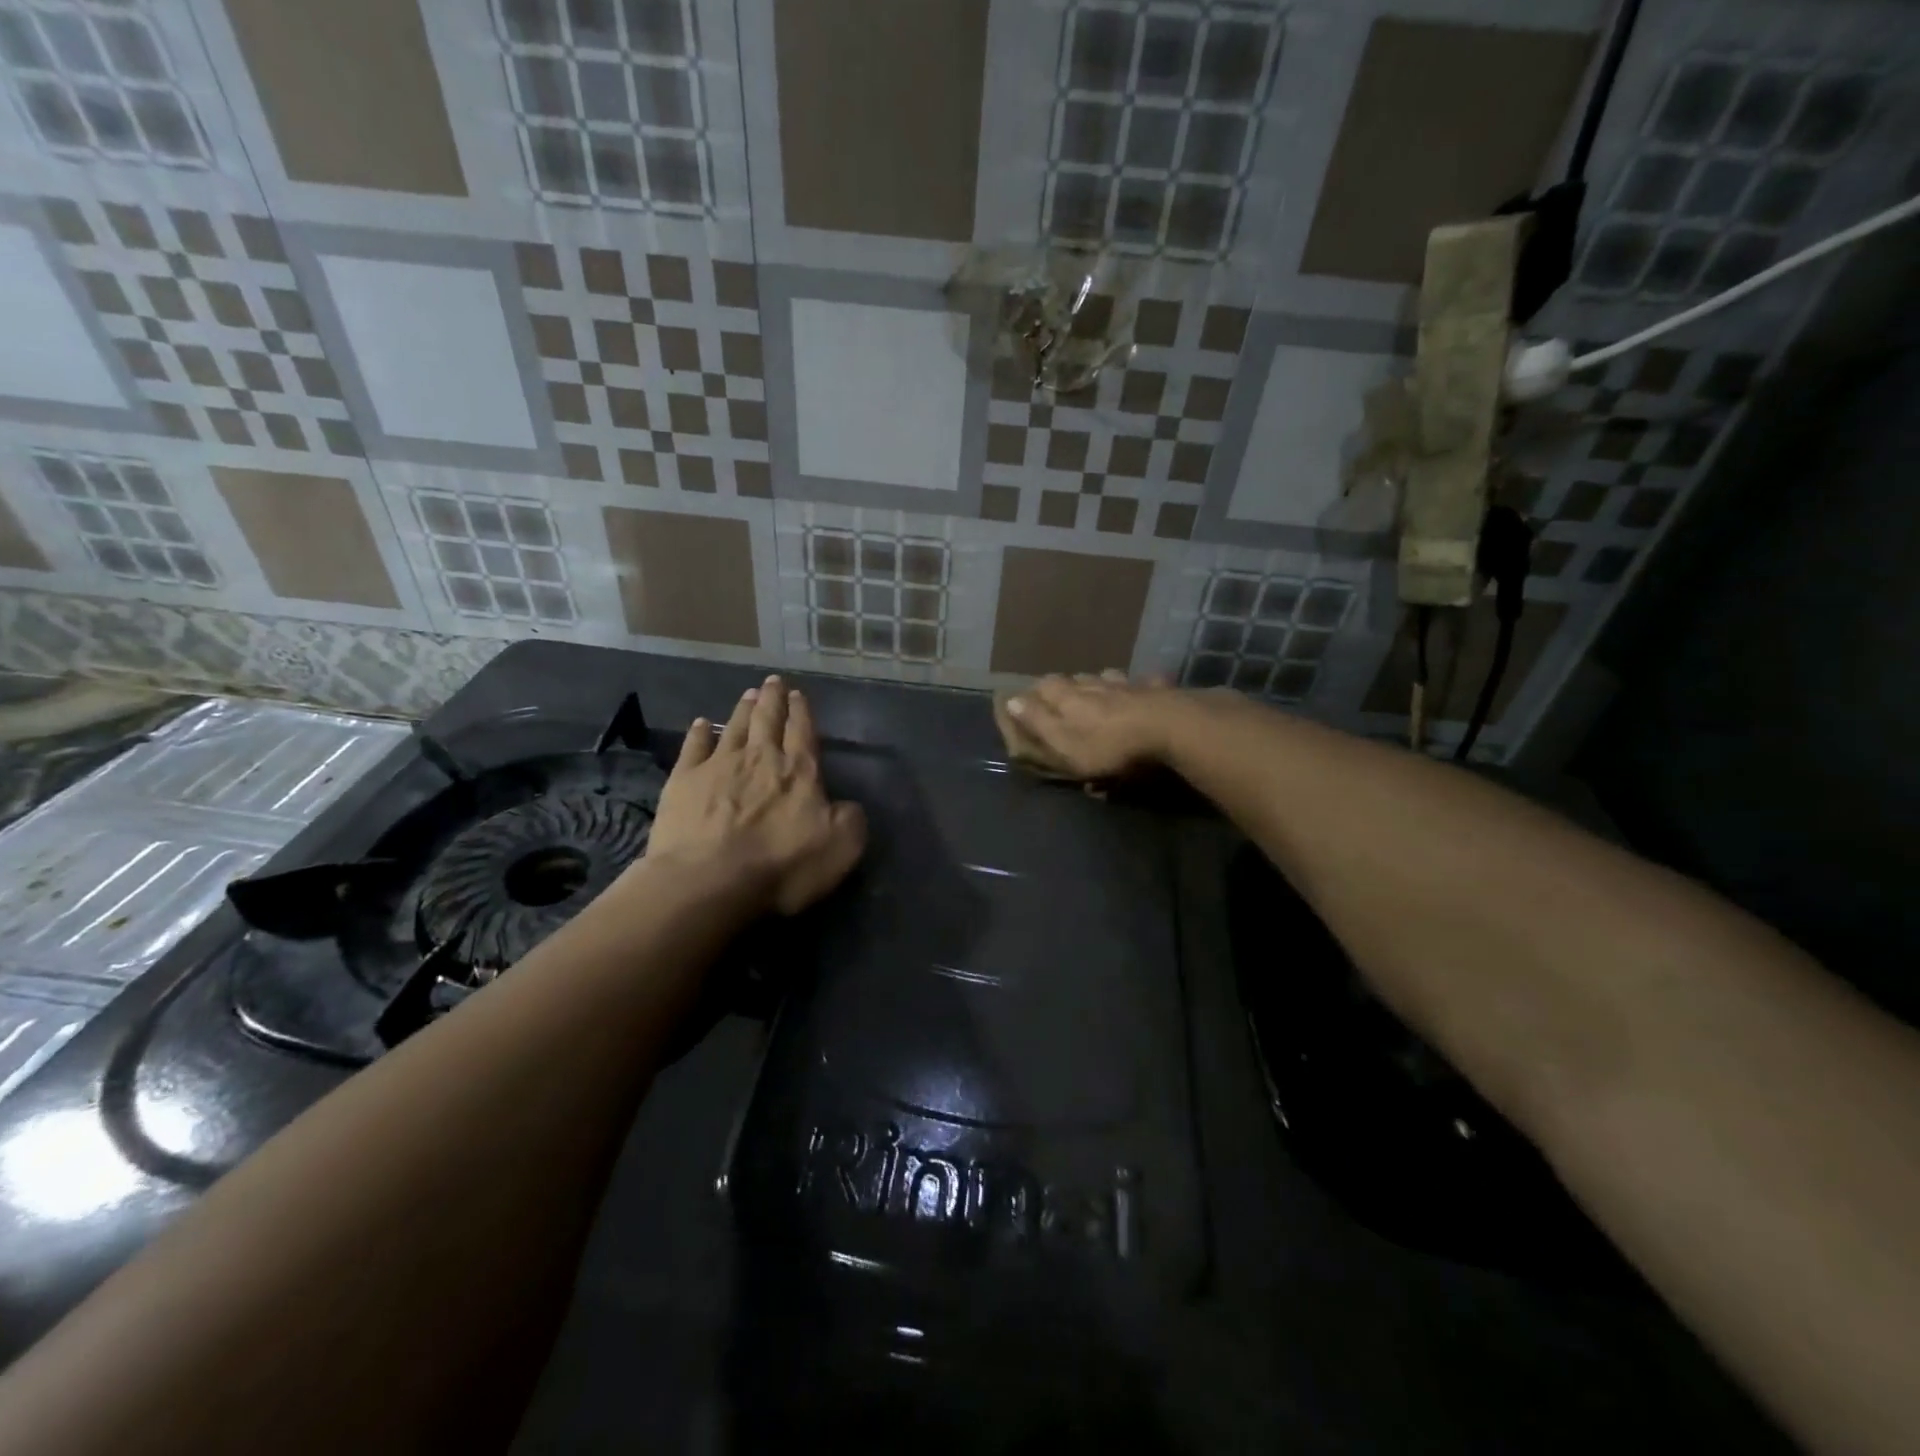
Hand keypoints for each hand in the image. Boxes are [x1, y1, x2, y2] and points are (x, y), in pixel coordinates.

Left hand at [646, 676, 866, 914]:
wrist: (709, 880)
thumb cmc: (781, 866)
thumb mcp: (841, 847)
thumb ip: (850, 819)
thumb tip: (846, 805)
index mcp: (799, 772)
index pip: (803, 732)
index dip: (802, 712)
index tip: (798, 694)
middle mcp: (760, 758)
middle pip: (768, 720)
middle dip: (773, 699)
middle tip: (773, 681)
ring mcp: (718, 766)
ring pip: (735, 727)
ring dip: (744, 709)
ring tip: (749, 693)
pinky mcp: (684, 781)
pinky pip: (694, 747)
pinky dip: (699, 733)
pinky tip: (702, 724)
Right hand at [1001, 671, 1182, 779]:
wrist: (1168, 728)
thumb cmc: (1109, 744)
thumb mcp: (1064, 742)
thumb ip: (1037, 721)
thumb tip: (1009, 699)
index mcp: (1069, 697)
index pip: (1045, 686)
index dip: (1035, 694)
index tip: (1029, 702)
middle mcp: (1095, 684)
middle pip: (1075, 679)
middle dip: (1067, 687)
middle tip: (1064, 699)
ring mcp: (1127, 684)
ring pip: (1107, 677)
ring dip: (1100, 683)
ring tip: (1099, 692)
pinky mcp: (1157, 690)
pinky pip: (1145, 682)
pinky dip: (1140, 685)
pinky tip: (1144, 689)